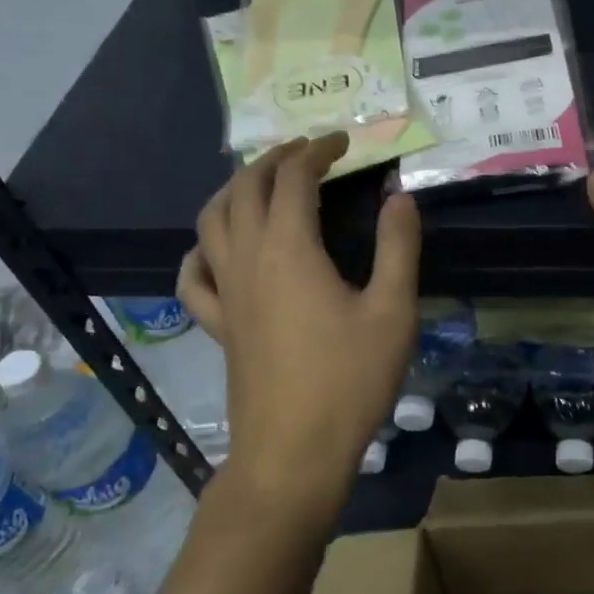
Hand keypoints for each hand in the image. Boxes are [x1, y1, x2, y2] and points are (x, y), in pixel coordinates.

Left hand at [176, 134, 419, 518]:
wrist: (293, 452)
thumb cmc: (350, 380)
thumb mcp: (392, 311)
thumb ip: (398, 247)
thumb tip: (400, 196)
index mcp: (289, 248)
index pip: (294, 179)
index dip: (317, 150)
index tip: (343, 141)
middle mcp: (247, 259)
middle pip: (245, 188)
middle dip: (274, 159)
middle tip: (307, 152)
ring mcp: (226, 293)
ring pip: (212, 221)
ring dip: (235, 190)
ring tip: (262, 183)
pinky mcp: (219, 326)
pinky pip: (194, 277)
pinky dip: (201, 251)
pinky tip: (215, 251)